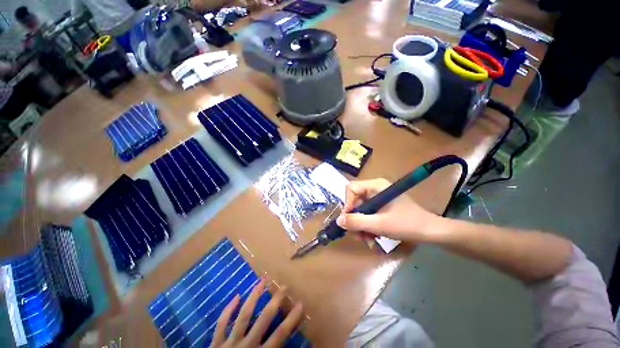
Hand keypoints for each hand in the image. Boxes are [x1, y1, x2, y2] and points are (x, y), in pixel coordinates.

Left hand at [212, 279, 303, 347]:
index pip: (280, 335)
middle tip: (284, 286)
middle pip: (263, 319)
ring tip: (262, 280)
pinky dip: (228, 310)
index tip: (300, 304)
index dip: (291, 319)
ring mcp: (230, 342)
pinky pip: (221, 324)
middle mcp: (247, 345)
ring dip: (254, 296)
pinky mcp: (216, 343)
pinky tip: (236, 296)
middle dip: (275, 302)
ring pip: (244, 315)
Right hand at [336, 178, 440, 242]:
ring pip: (360, 210)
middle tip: (358, 235)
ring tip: (367, 240)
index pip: (351, 189)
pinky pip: (368, 215)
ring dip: (361, 226)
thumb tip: (338, 220)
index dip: (347, 204)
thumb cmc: (407, 224)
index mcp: (375, 186)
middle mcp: (375, 189)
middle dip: (355, 219)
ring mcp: (378, 198)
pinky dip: (368, 226)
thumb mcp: (379, 224)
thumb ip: (357, 222)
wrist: (430, 232)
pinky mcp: (382, 207)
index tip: (349, 220)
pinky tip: (372, 238)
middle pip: (355, 201)